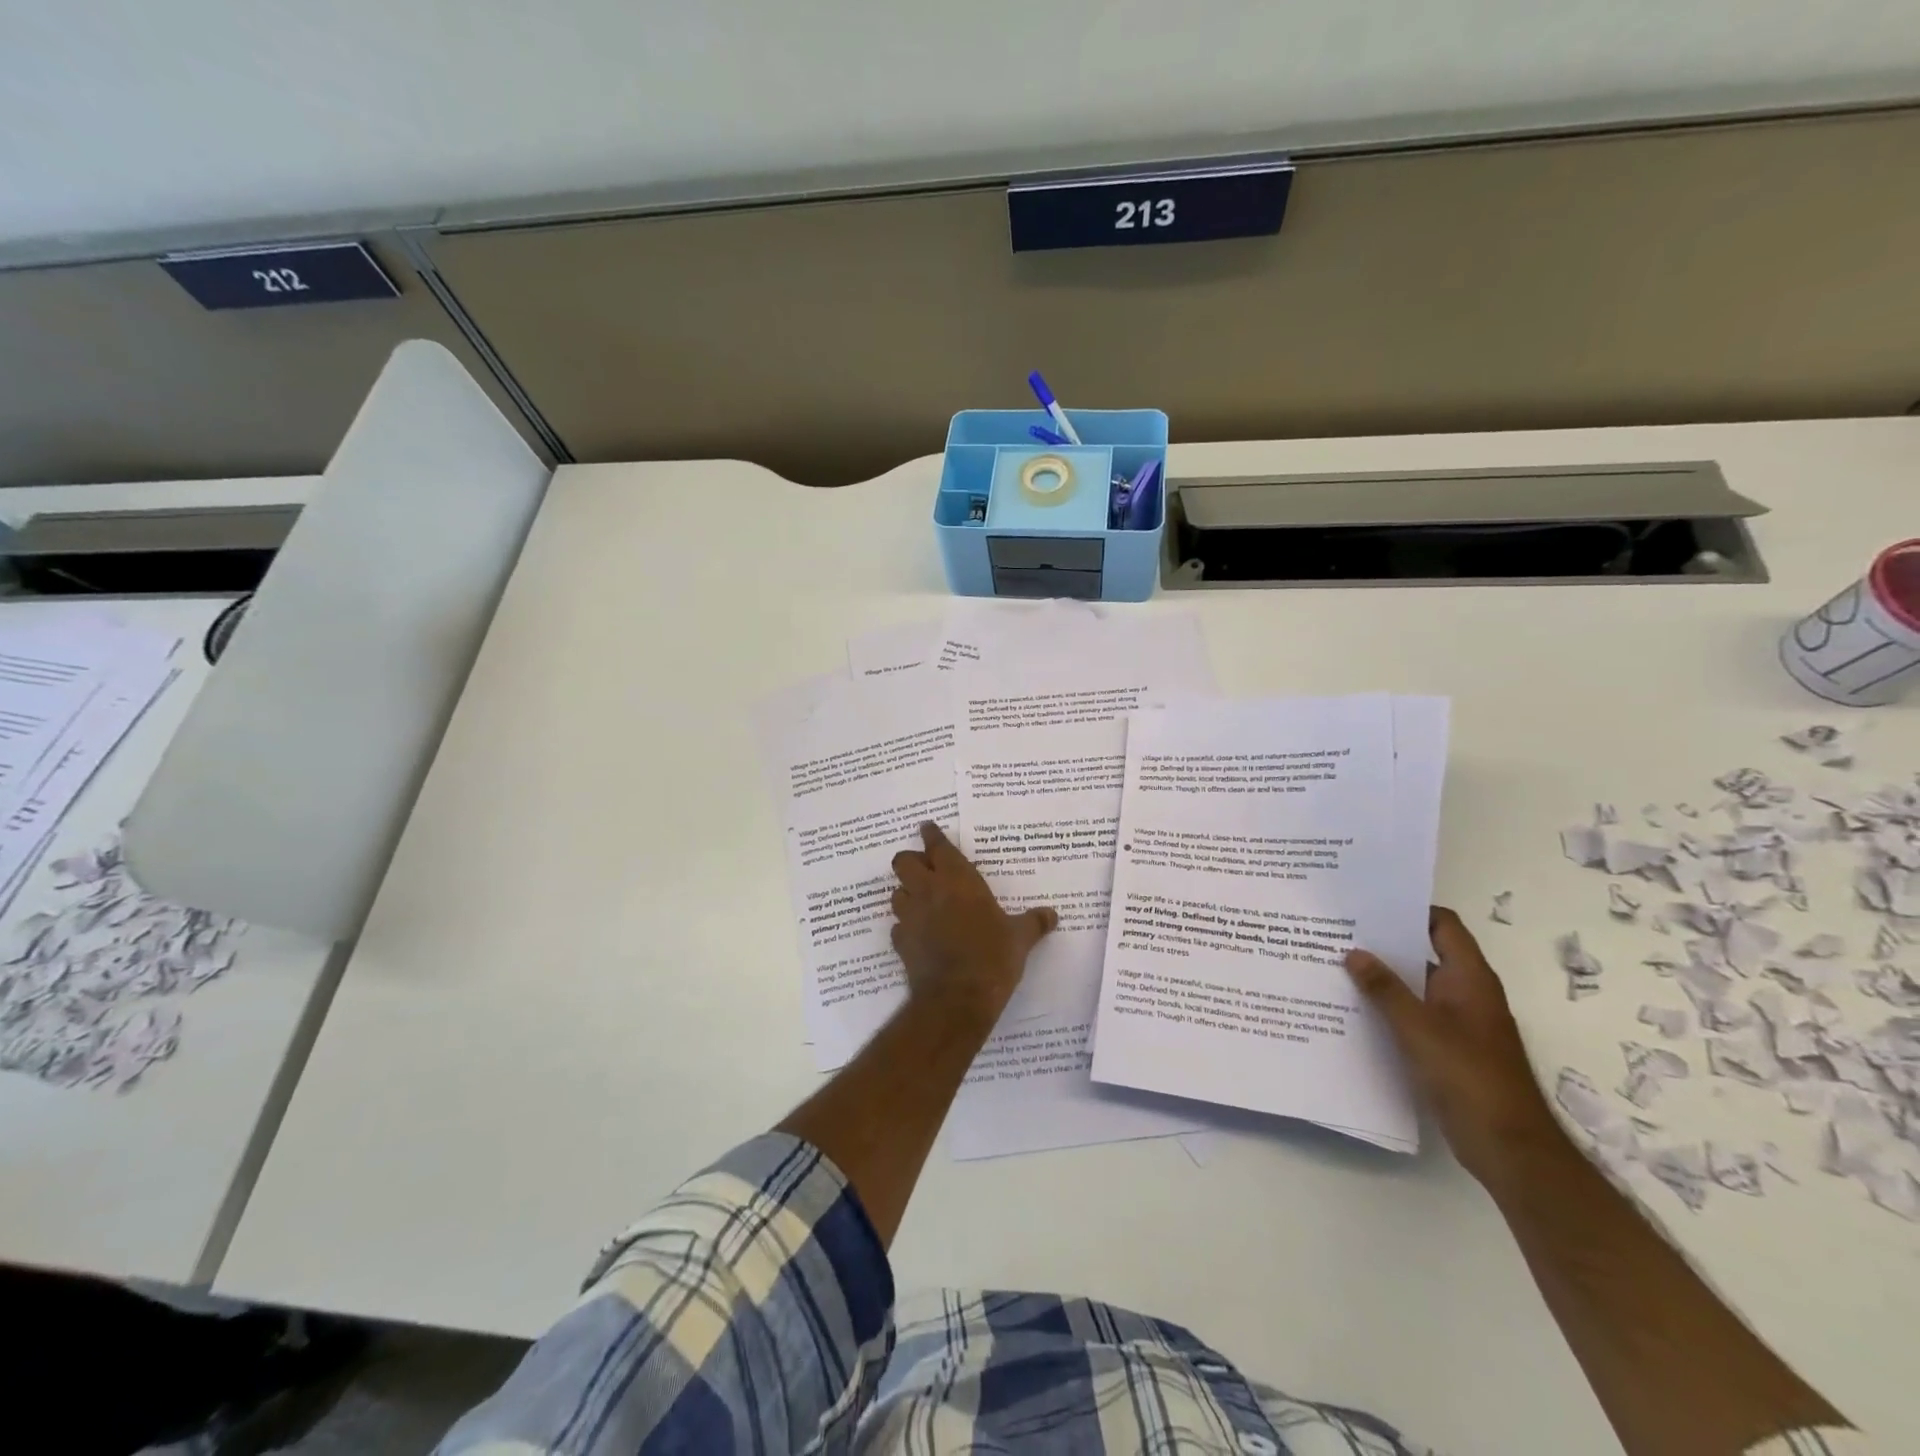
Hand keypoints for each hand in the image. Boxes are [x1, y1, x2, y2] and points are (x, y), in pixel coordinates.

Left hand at [890, 822, 1056, 1023]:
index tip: (927, 828)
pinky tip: (918, 933)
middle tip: (924, 865)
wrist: (957, 998)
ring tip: (920, 899)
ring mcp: (911, 917)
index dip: (931, 834)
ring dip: (905, 892)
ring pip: (896, 892)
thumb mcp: (1020, 938)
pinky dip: (906, 925)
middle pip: (903, 861)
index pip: (937, 846)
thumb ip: (1034, 922)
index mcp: (958, 880)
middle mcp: (929, 891)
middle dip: (910, 860)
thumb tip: (1052, 915)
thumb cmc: (992, 957)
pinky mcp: (901, 942)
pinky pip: (898, 925)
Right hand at [1345, 907, 1566, 1187]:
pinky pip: (1413, 1014)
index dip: (1411, 909)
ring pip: (1415, 985)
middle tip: (1339, 930)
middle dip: (1385, 942)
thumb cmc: (1468, 1076)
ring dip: (1382, 976)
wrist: (1509, 1146)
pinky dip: (1387, 1007)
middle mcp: (1466, 993)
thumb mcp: (1418, 1028)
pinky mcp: (1448, 1048)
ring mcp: (1458, 1022)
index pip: (1443, 925)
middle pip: (1424, 952)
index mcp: (1469, 978)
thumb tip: (1353, 952)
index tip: (1368, 902)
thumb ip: (1384, 989)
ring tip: (1335, 964)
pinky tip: (1353, 1008)